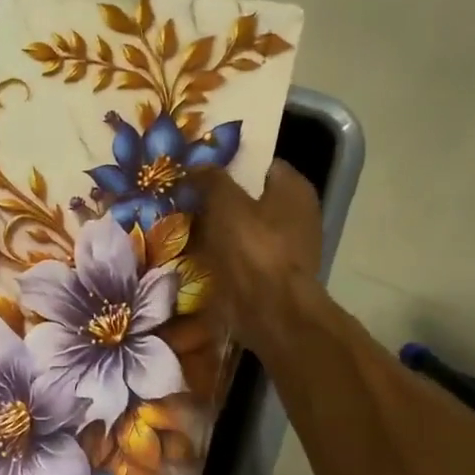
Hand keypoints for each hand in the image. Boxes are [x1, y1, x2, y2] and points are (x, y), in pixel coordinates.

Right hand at [190, 162, 324, 348]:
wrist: (269, 311)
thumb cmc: (253, 248)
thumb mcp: (225, 202)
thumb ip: (211, 178)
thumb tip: (196, 167)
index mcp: (294, 189)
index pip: (260, 163)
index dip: (229, 163)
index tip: (197, 168)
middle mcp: (296, 215)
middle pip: (248, 198)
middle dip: (217, 198)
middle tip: (182, 196)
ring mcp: (284, 248)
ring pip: (240, 228)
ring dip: (213, 229)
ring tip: (178, 224)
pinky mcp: (269, 275)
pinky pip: (237, 256)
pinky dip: (217, 255)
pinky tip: (189, 253)